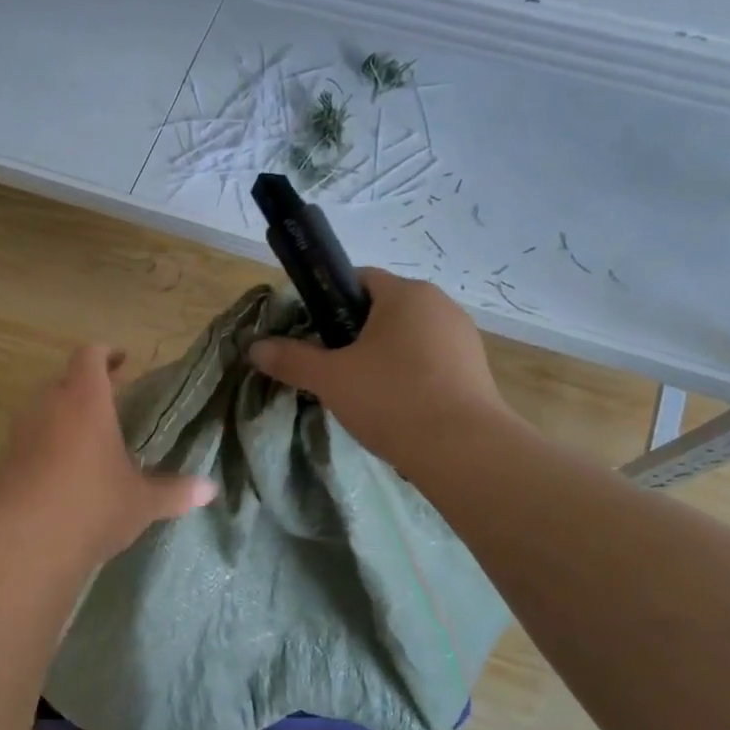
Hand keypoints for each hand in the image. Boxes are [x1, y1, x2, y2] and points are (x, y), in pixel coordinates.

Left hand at [0, 345, 217, 567]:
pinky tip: (62, 478)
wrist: (21, 545)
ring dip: (63, 420)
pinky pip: (27, 443)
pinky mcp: (1, 464)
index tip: (122, 362)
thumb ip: (175, 491)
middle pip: (64, 382)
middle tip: (110, 406)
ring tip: (88, 444)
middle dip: (86, 389)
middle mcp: (47, 407)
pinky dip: (45, 449)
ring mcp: (19, 434)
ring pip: (42, 412)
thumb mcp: (141, 502)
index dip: (106, 354)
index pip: (90, 356)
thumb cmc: (91, 507)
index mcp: (84, 400)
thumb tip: (209, 490)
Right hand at [248, 268, 513, 469]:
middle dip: (353, 334)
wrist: (462, 450)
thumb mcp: (330, 379)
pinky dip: (408, 377)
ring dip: (382, 358)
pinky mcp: (475, 370)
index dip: (327, 301)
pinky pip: (429, 363)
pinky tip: (395, 408)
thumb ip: (291, 359)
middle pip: (383, 310)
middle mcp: (439, 305)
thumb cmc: (391, 399)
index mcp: (406, 294)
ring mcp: (462, 337)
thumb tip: (254, 347)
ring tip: (361, 393)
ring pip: (407, 338)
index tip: (311, 333)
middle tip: (331, 368)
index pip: (358, 279)